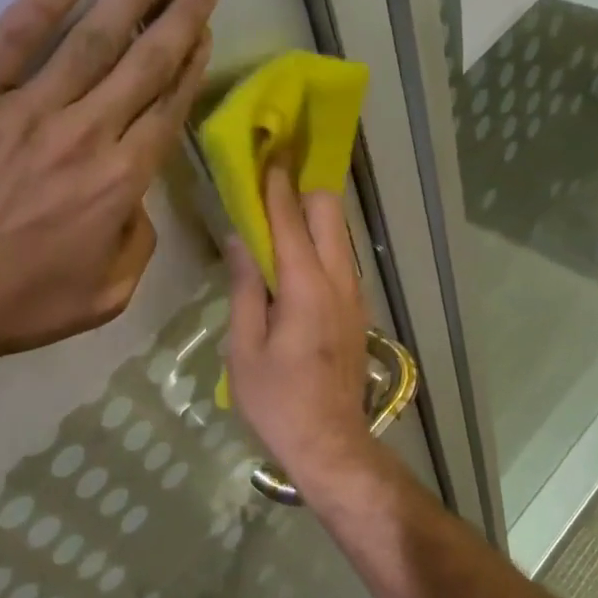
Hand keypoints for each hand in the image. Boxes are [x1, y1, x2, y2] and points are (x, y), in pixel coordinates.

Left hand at [0, 0, 215, 407]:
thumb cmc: (11, 307)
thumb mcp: (103, 297)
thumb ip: (137, 245)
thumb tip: (137, 202)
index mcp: (119, 182)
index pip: (166, 109)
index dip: (190, 65)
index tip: (205, 31)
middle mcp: (84, 134)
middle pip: (142, 63)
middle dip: (178, 16)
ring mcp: (24, 110)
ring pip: (90, 40)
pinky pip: (9, 41)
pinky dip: (38, 6)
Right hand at [224, 166, 377, 498]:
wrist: (330, 443)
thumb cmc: (277, 401)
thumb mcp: (245, 347)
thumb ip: (245, 287)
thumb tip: (238, 240)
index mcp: (305, 287)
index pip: (290, 219)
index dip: (275, 185)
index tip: (266, 154)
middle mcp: (338, 280)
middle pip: (329, 211)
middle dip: (301, 191)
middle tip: (269, 188)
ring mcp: (355, 294)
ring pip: (340, 233)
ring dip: (312, 217)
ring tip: (278, 218)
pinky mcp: (359, 309)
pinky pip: (342, 258)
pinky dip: (321, 243)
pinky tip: (295, 258)